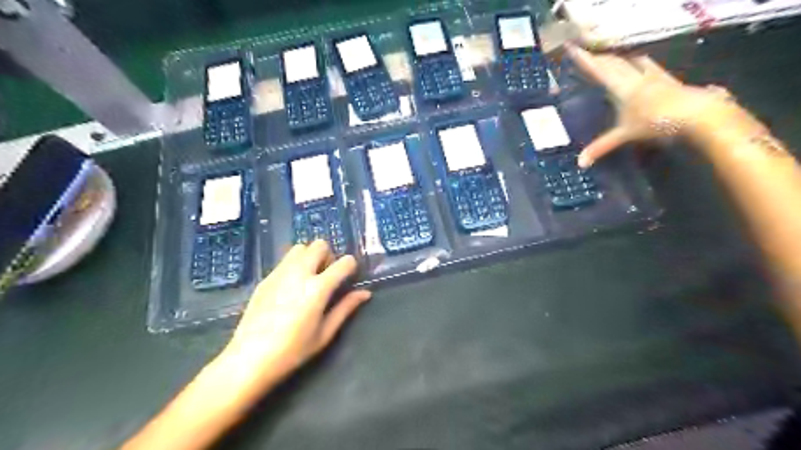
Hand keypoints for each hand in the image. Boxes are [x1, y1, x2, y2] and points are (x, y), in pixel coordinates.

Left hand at [218, 241, 369, 387]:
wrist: (249, 359)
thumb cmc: (293, 351)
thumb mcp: (325, 333)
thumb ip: (346, 308)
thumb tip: (365, 293)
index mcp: (318, 288)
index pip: (344, 262)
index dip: (351, 267)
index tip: (349, 278)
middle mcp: (300, 273)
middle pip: (320, 245)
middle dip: (329, 256)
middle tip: (327, 276)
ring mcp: (280, 273)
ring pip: (300, 248)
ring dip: (310, 257)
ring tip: (309, 278)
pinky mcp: (266, 278)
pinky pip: (285, 261)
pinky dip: (294, 265)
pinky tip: (291, 287)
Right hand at [568, 45, 729, 165]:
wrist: (698, 114)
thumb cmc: (657, 123)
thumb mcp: (625, 136)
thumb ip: (601, 147)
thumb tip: (580, 163)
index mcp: (623, 87)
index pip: (599, 70)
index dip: (585, 60)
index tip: (572, 48)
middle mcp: (637, 77)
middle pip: (615, 62)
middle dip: (600, 58)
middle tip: (589, 54)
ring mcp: (655, 76)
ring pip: (635, 61)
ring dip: (622, 58)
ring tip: (615, 58)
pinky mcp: (669, 80)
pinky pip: (650, 67)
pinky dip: (641, 65)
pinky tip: (645, 69)